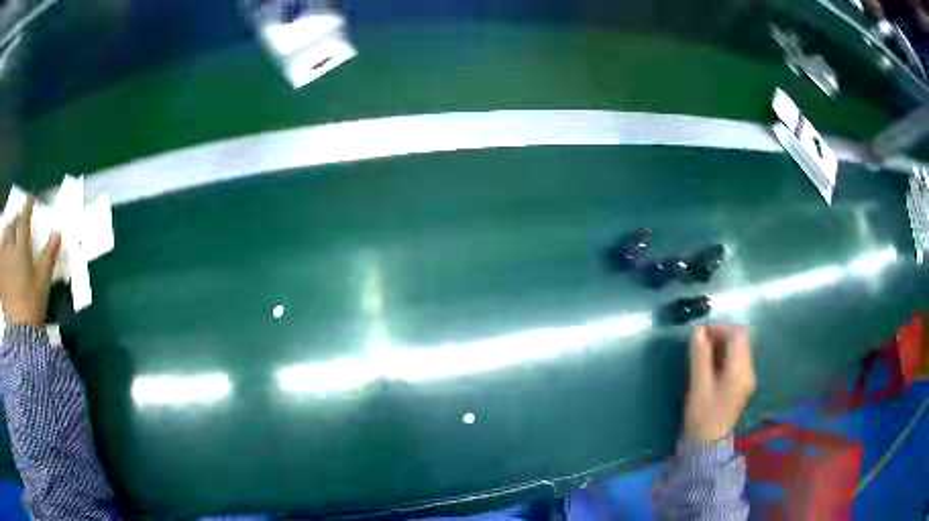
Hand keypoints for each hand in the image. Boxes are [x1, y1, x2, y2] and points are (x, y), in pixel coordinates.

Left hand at [0, 196, 60, 326]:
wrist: (20, 333)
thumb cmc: (32, 304)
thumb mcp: (43, 282)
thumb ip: (49, 256)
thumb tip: (58, 233)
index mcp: (22, 247)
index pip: (25, 218)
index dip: (28, 205)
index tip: (31, 197)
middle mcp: (10, 248)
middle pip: (11, 227)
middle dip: (14, 221)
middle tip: (16, 221)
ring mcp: (4, 262)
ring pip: (3, 240)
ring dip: (6, 235)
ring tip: (7, 237)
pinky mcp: (1, 277)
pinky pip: (0, 259)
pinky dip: (1, 254)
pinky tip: (2, 257)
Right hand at [684, 324, 755, 443]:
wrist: (707, 444)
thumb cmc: (702, 416)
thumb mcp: (698, 386)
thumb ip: (700, 357)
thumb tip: (698, 331)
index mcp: (740, 370)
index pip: (738, 335)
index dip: (720, 328)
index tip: (701, 332)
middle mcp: (748, 371)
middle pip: (740, 340)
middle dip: (720, 335)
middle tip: (699, 340)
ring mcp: (746, 378)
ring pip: (738, 349)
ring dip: (721, 344)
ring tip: (701, 351)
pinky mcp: (741, 384)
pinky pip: (736, 360)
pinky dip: (723, 355)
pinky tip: (709, 363)